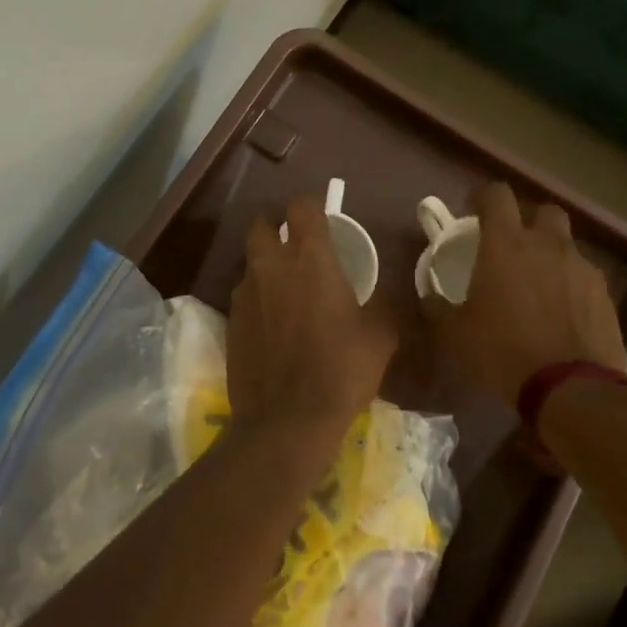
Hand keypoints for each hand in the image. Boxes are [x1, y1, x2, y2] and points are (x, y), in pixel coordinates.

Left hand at [228, 196, 398, 447]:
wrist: (287, 420)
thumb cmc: (341, 370)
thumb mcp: (381, 336)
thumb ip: (389, 303)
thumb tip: (395, 289)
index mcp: (310, 260)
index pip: (302, 207)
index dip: (311, 207)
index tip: (322, 219)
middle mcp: (271, 266)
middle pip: (262, 225)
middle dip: (276, 227)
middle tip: (296, 247)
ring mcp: (245, 294)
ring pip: (251, 262)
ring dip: (266, 265)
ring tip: (286, 289)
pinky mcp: (230, 321)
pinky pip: (244, 295)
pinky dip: (257, 297)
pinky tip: (273, 323)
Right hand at [433, 182, 626, 403]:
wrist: (573, 389)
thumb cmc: (504, 352)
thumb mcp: (455, 335)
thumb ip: (438, 308)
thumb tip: (429, 296)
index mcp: (506, 244)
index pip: (496, 194)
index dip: (483, 197)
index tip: (474, 211)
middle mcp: (547, 245)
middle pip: (543, 210)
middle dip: (528, 221)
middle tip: (513, 246)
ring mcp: (581, 267)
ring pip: (566, 244)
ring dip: (551, 254)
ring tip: (539, 285)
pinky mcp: (604, 294)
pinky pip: (584, 276)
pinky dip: (571, 284)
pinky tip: (562, 312)